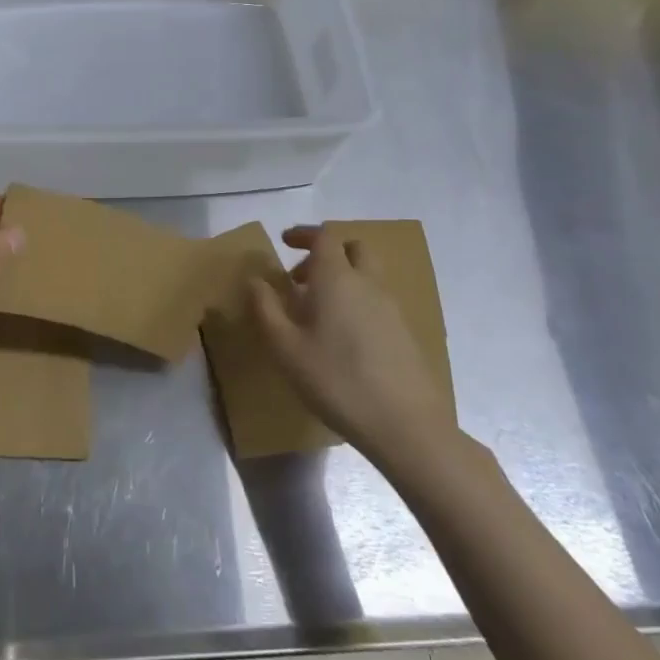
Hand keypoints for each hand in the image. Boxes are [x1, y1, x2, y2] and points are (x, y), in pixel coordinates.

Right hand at [251, 226, 454, 458]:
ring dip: (343, 279)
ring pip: (367, 275)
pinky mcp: (405, 332)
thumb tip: (255, 280)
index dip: (304, 234)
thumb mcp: (286, 348)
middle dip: (327, 254)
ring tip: (318, 313)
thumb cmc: (336, 380)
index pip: (324, 236)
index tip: (284, 243)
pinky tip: (343, 338)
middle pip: (353, 248)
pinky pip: (377, 300)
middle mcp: (367, 283)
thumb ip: (266, 308)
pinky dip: (358, 302)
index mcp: (337, 278)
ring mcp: (391, 307)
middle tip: (303, 279)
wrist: (405, 425)